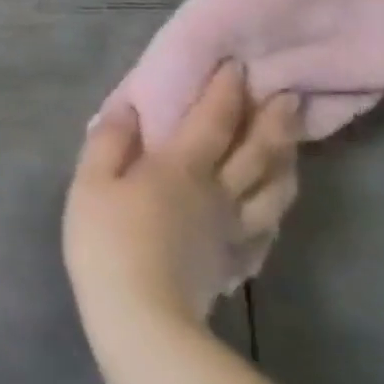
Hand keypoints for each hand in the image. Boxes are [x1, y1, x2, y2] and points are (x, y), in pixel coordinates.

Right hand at [63, 62, 298, 329]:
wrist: (142, 317)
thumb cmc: (107, 239)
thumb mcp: (91, 181)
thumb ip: (110, 141)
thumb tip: (128, 108)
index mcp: (181, 167)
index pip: (212, 120)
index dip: (226, 91)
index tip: (239, 65)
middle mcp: (218, 193)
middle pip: (256, 152)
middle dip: (272, 120)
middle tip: (288, 95)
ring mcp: (234, 230)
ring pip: (274, 190)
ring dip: (287, 161)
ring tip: (292, 143)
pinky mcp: (235, 261)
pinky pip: (267, 229)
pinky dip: (275, 210)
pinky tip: (274, 208)